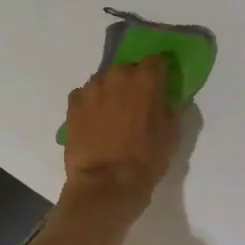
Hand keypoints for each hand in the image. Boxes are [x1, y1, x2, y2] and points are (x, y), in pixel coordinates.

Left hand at [62, 56, 178, 214]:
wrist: (106, 184)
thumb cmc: (146, 159)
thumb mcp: (171, 134)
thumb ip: (169, 108)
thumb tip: (165, 99)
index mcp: (146, 79)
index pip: (157, 60)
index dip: (160, 72)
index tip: (161, 85)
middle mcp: (118, 75)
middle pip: (128, 69)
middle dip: (133, 82)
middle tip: (136, 104)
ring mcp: (92, 88)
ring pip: (106, 81)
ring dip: (111, 92)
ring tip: (113, 116)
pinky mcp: (73, 103)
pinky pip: (86, 95)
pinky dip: (92, 104)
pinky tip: (95, 123)